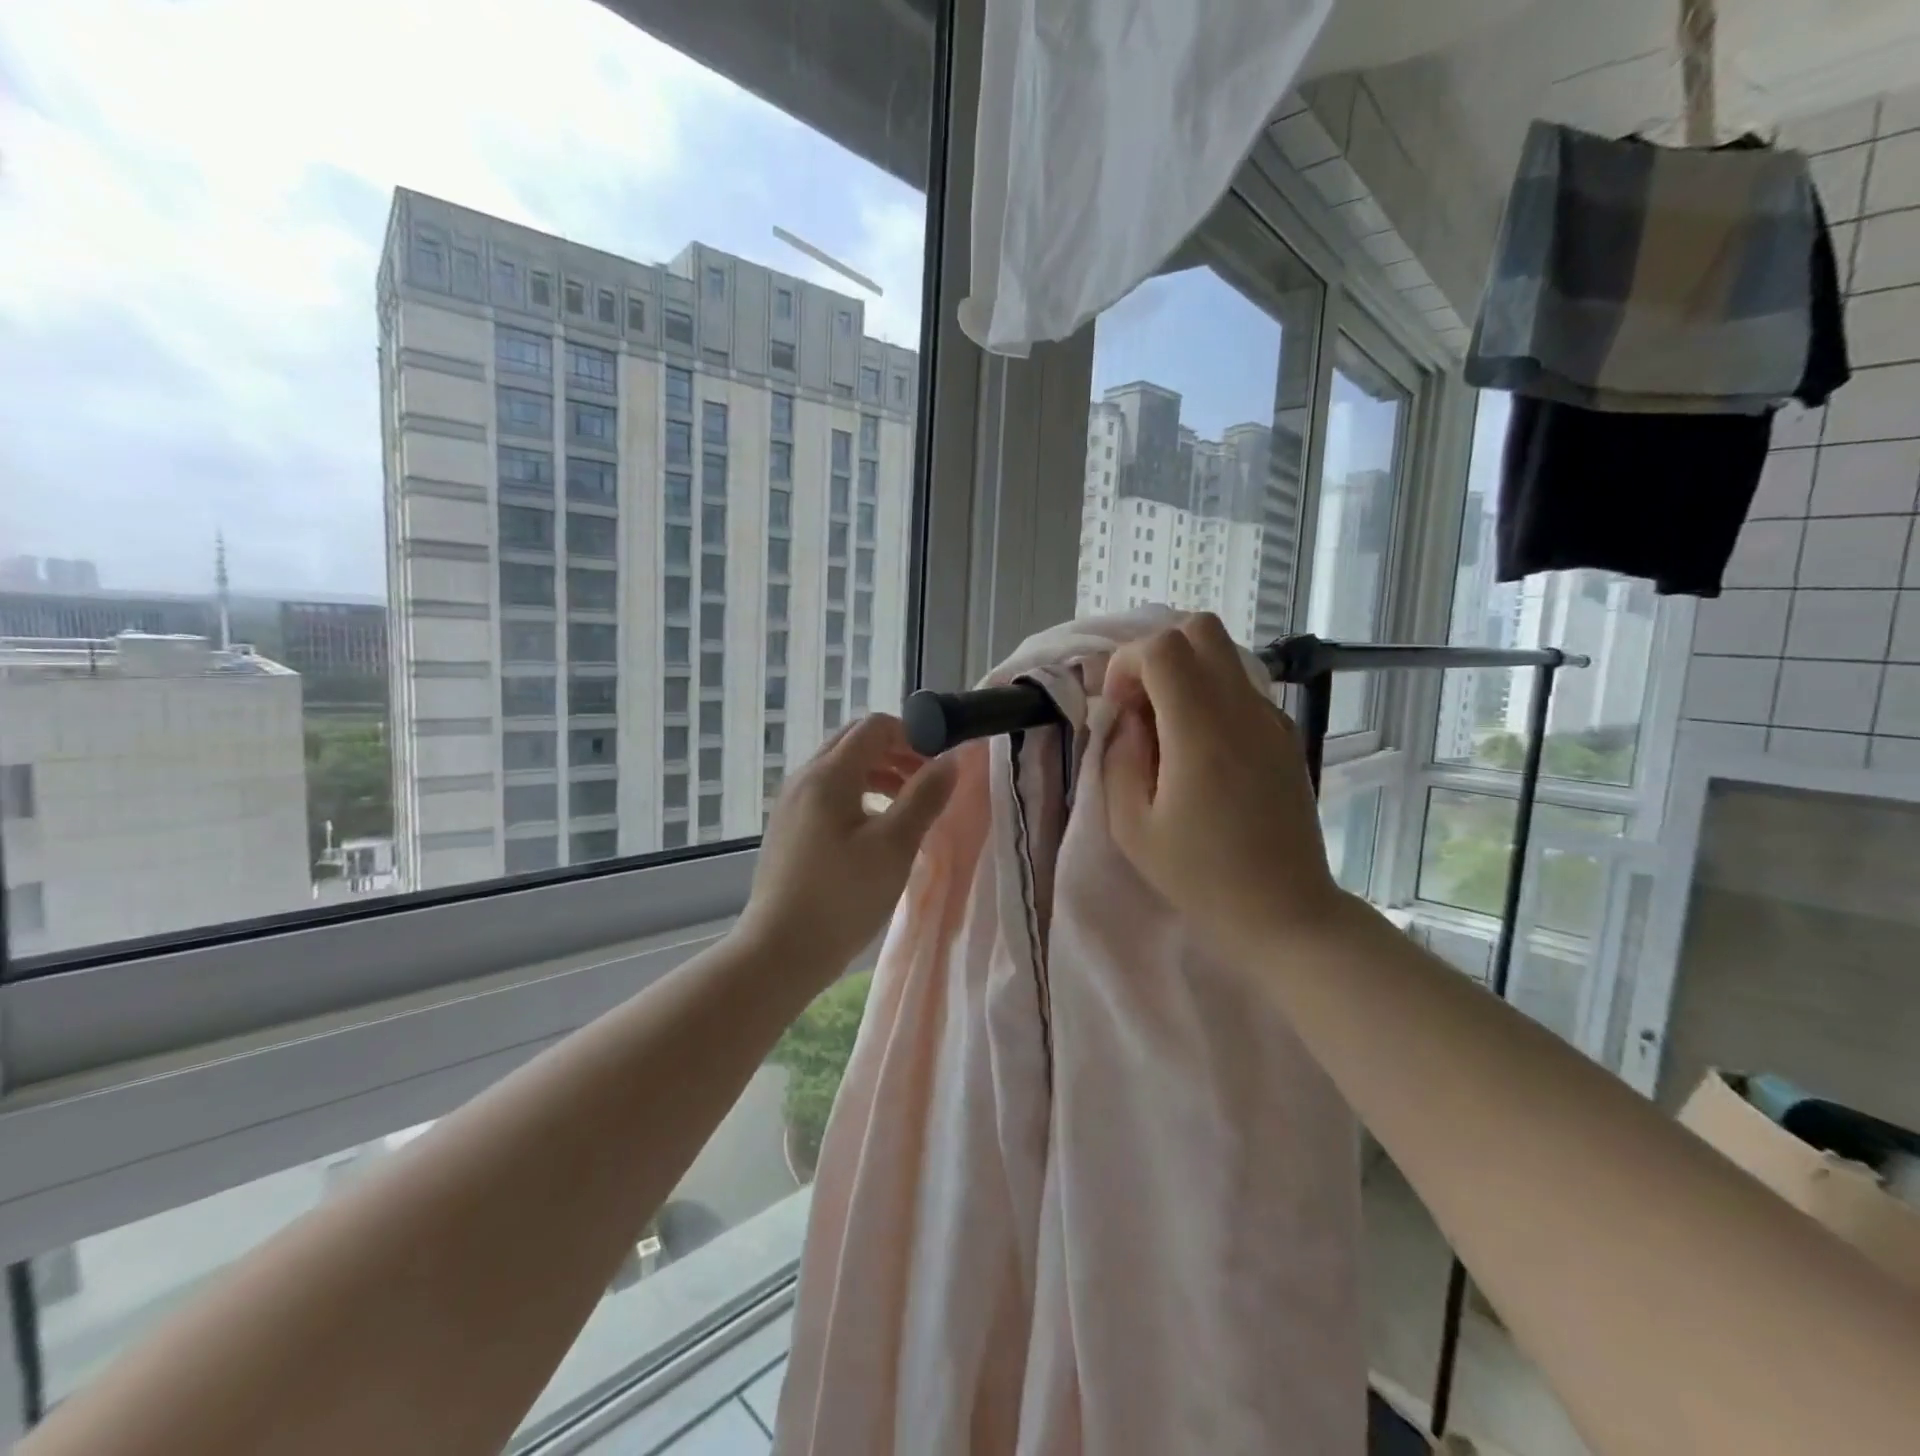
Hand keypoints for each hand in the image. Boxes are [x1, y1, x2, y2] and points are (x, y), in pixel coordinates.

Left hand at [739, 712, 956, 976]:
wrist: (779, 951)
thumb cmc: (842, 897)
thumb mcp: (894, 846)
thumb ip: (924, 797)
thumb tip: (951, 760)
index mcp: (829, 774)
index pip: (875, 726)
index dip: (913, 734)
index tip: (940, 762)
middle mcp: (805, 778)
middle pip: (855, 742)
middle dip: (897, 752)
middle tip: (928, 781)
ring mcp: (792, 804)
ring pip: (841, 769)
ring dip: (880, 774)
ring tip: (909, 806)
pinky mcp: (789, 829)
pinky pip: (828, 793)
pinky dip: (859, 795)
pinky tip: (876, 830)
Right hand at [1104, 615, 1349, 958]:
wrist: (1285, 912)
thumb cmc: (1200, 876)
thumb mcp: (1131, 826)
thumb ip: (1118, 757)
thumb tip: (1127, 717)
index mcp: (1202, 731)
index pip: (1162, 648)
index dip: (1126, 665)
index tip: (1118, 711)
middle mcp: (1243, 710)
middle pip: (1198, 629)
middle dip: (1155, 654)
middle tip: (1140, 705)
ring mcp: (1271, 719)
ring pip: (1223, 654)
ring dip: (1183, 673)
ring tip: (1166, 729)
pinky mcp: (1285, 735)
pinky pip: (1240, 686)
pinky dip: (1209, 694)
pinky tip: (1199, 748)